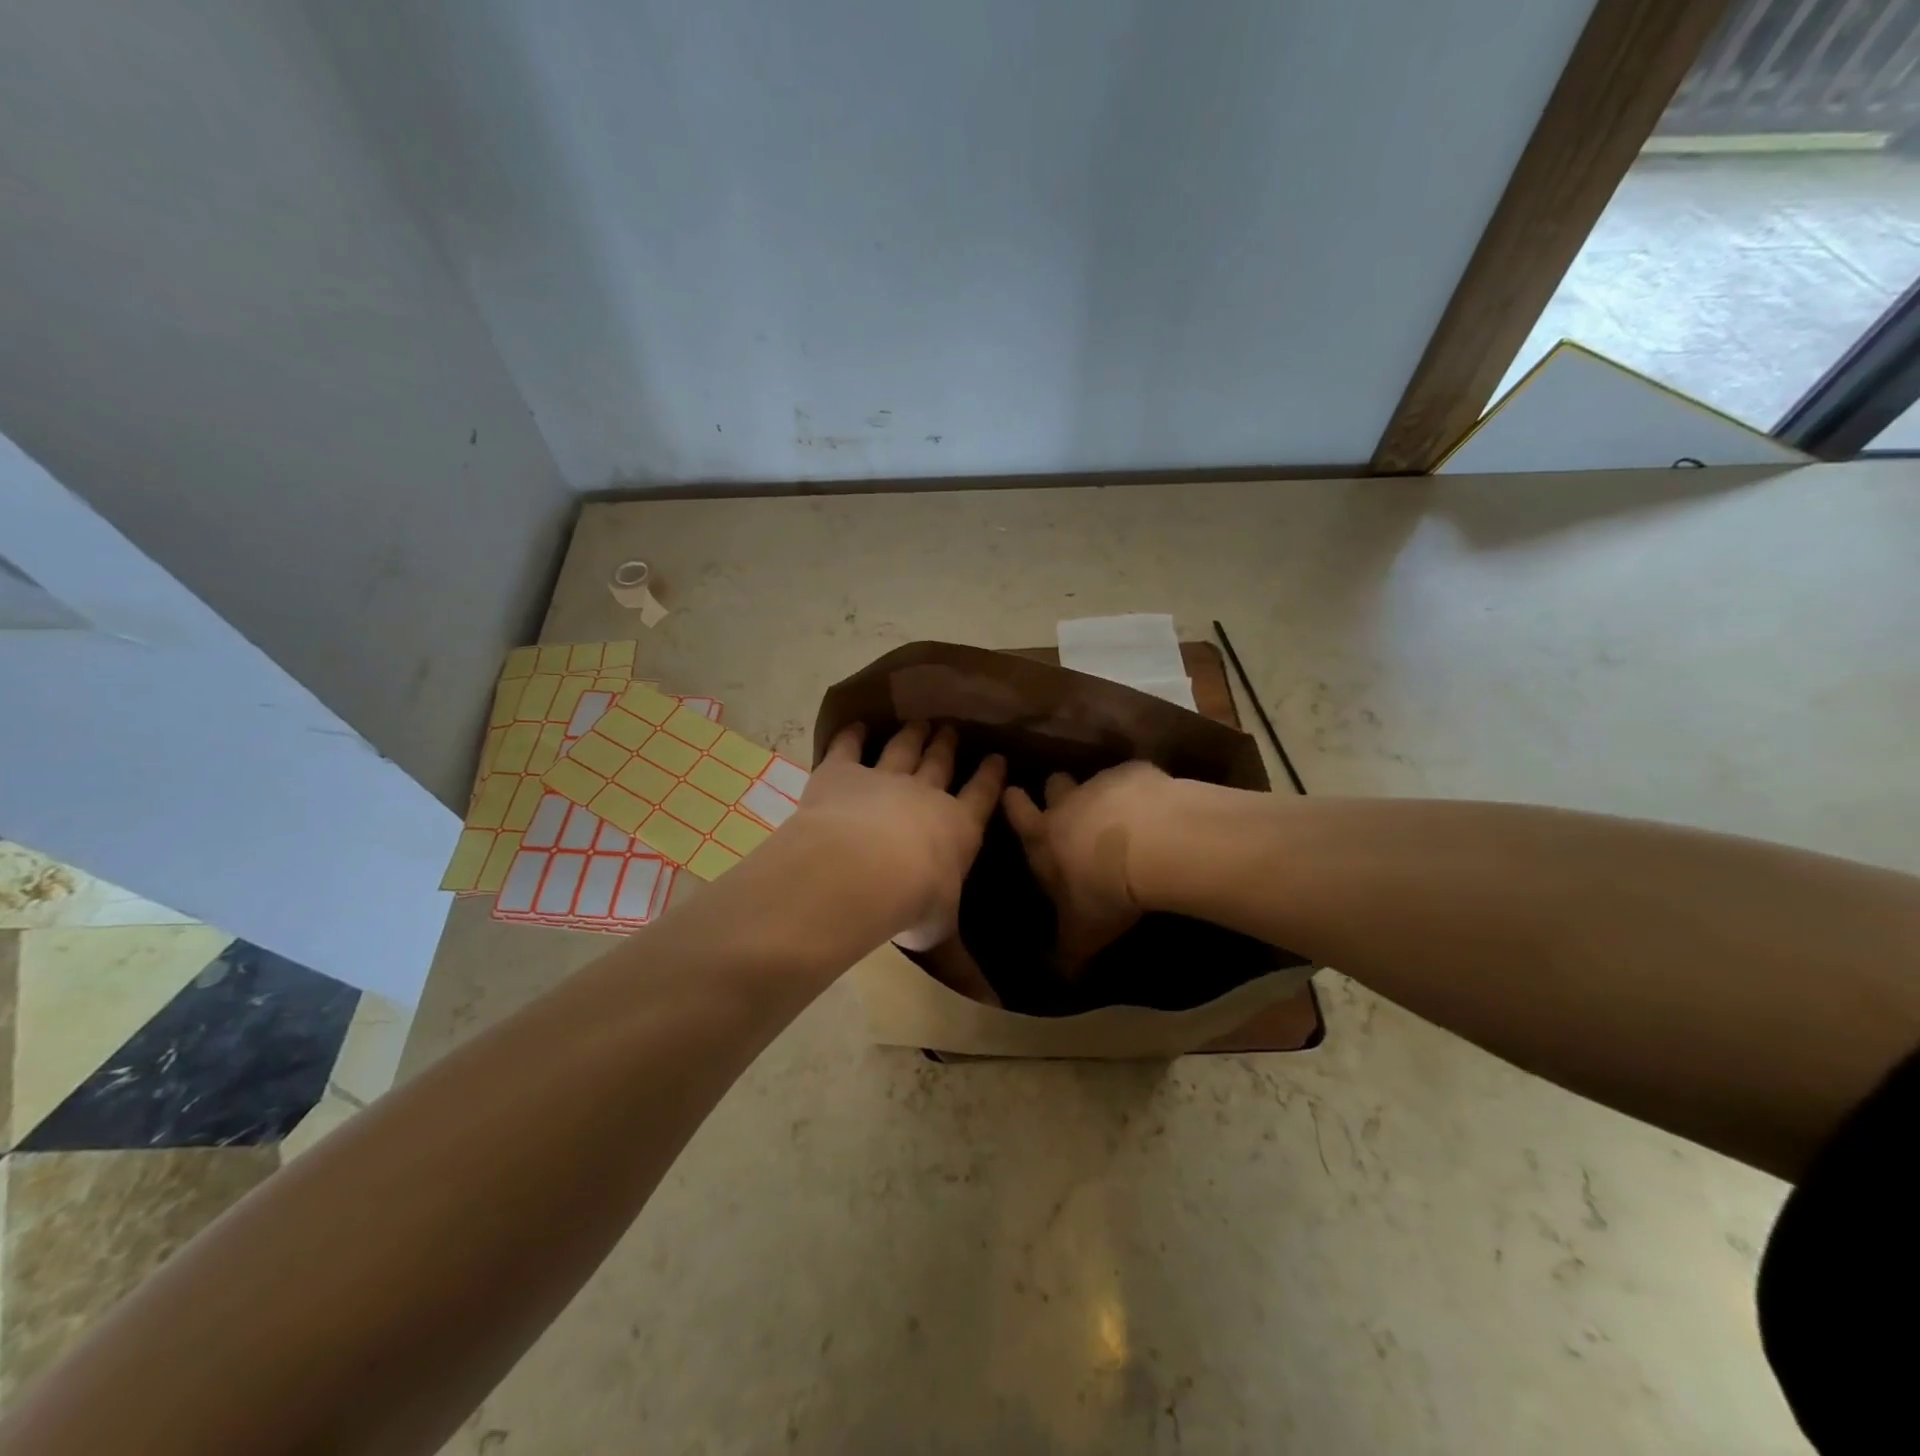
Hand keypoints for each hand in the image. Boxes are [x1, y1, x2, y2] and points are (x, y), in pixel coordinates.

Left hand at [797, 722, 1005, 949]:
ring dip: (912, 735)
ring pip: (903, 749)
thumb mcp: (940, 937)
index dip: (990, 777)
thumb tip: (992, 1005)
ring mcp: (883, 777)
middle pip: (940, 762)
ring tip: (920, 722)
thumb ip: (961, 965)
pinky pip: (848, 747)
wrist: (862, 869)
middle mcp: (925, 794)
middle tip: (952, 729)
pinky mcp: (842, 772)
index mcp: (958, 827)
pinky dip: (852, 735)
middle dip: (948, 745)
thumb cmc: (912, 903)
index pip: (981, 796)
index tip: (997, 757)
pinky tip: (856, 725)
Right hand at [1002, 762, 1170, 974]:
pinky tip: (1160, 808)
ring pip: (1095, 779)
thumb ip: (1067, 953)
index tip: (1013, 794)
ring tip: (1125, 812)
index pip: (1017, 813)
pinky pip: (1136, 776)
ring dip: (1104, 793)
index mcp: (1043, 839)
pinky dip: (1143, 789)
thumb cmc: (1104, 893)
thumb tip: (1059, 979)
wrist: (1152, 847)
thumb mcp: (1083, 935)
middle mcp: (1067, 805)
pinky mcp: (1138, 774)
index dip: (1014, 804)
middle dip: (1058, 791)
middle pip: (1054, 784)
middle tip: (1071, 803)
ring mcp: (1103, 784)